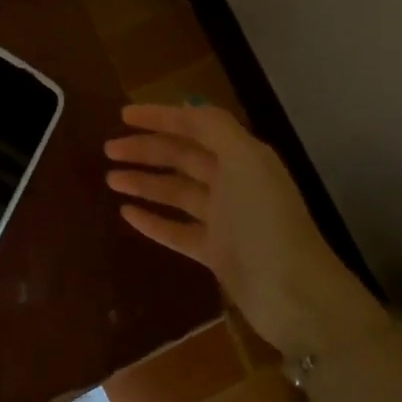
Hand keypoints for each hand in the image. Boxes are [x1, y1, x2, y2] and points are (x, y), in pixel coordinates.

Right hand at [106, 104, 377, 357]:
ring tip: (110, 179)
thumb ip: (215, 128)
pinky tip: (126, 214)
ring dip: (144, 182)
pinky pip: (176, 230)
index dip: (160, 117)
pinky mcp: (216, 252)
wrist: (294, 295)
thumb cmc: (266, 221)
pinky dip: (153, 220)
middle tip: (107, 149)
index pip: (195, 125)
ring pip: (175, 192)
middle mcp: (232, 181)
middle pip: (181, 156)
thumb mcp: (245, 161)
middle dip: (145, 149)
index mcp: (241, 156)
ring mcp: (224, 219)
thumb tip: (186, 106)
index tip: (123, 115)